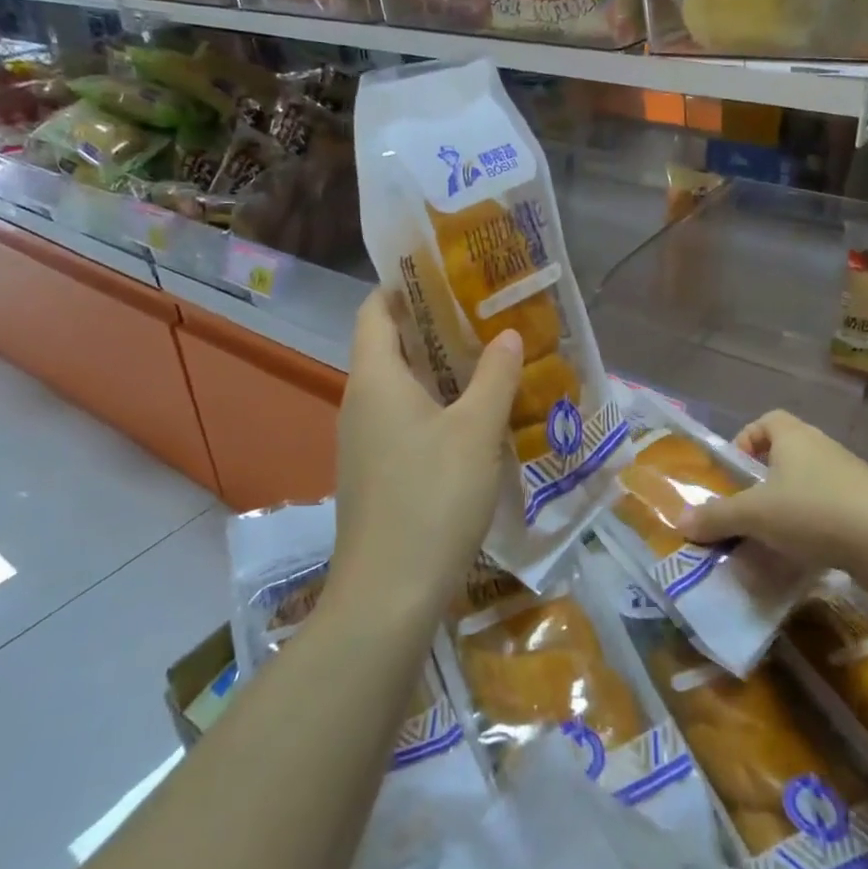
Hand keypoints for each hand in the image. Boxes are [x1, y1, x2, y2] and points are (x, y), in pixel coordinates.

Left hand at [332, 289, 522, 615]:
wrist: (388, 596)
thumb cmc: (431, 498)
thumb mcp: (476, 432)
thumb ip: (494, 377)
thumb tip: (507, 334)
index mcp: (375, 379)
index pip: (374, 310)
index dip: (401, 285)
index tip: (445, 272)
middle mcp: (360, 402)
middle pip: (390, 346)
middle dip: (433, 326)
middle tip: (484, 313)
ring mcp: (364, 442)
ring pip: (400, 388)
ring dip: (439, 370)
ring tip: (488, 358)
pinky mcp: (376, 474)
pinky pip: (403, 421)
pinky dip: (435, 407)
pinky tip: (474, 419)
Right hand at [679, 410, 867, 581]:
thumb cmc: (815, 511)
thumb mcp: (756, 515)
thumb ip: (718, 517)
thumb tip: (683, 521)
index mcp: (794, 437)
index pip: (767, 421)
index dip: (747, 440)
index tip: (736, 472)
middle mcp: (822, 449)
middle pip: (786, 455)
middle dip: (763, 482)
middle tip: (746, 511)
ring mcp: (850, 480)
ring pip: (808, 487)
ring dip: (788, 509)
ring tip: (770, 540)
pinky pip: (830, 513)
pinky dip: (813, 530)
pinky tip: (802, 558)